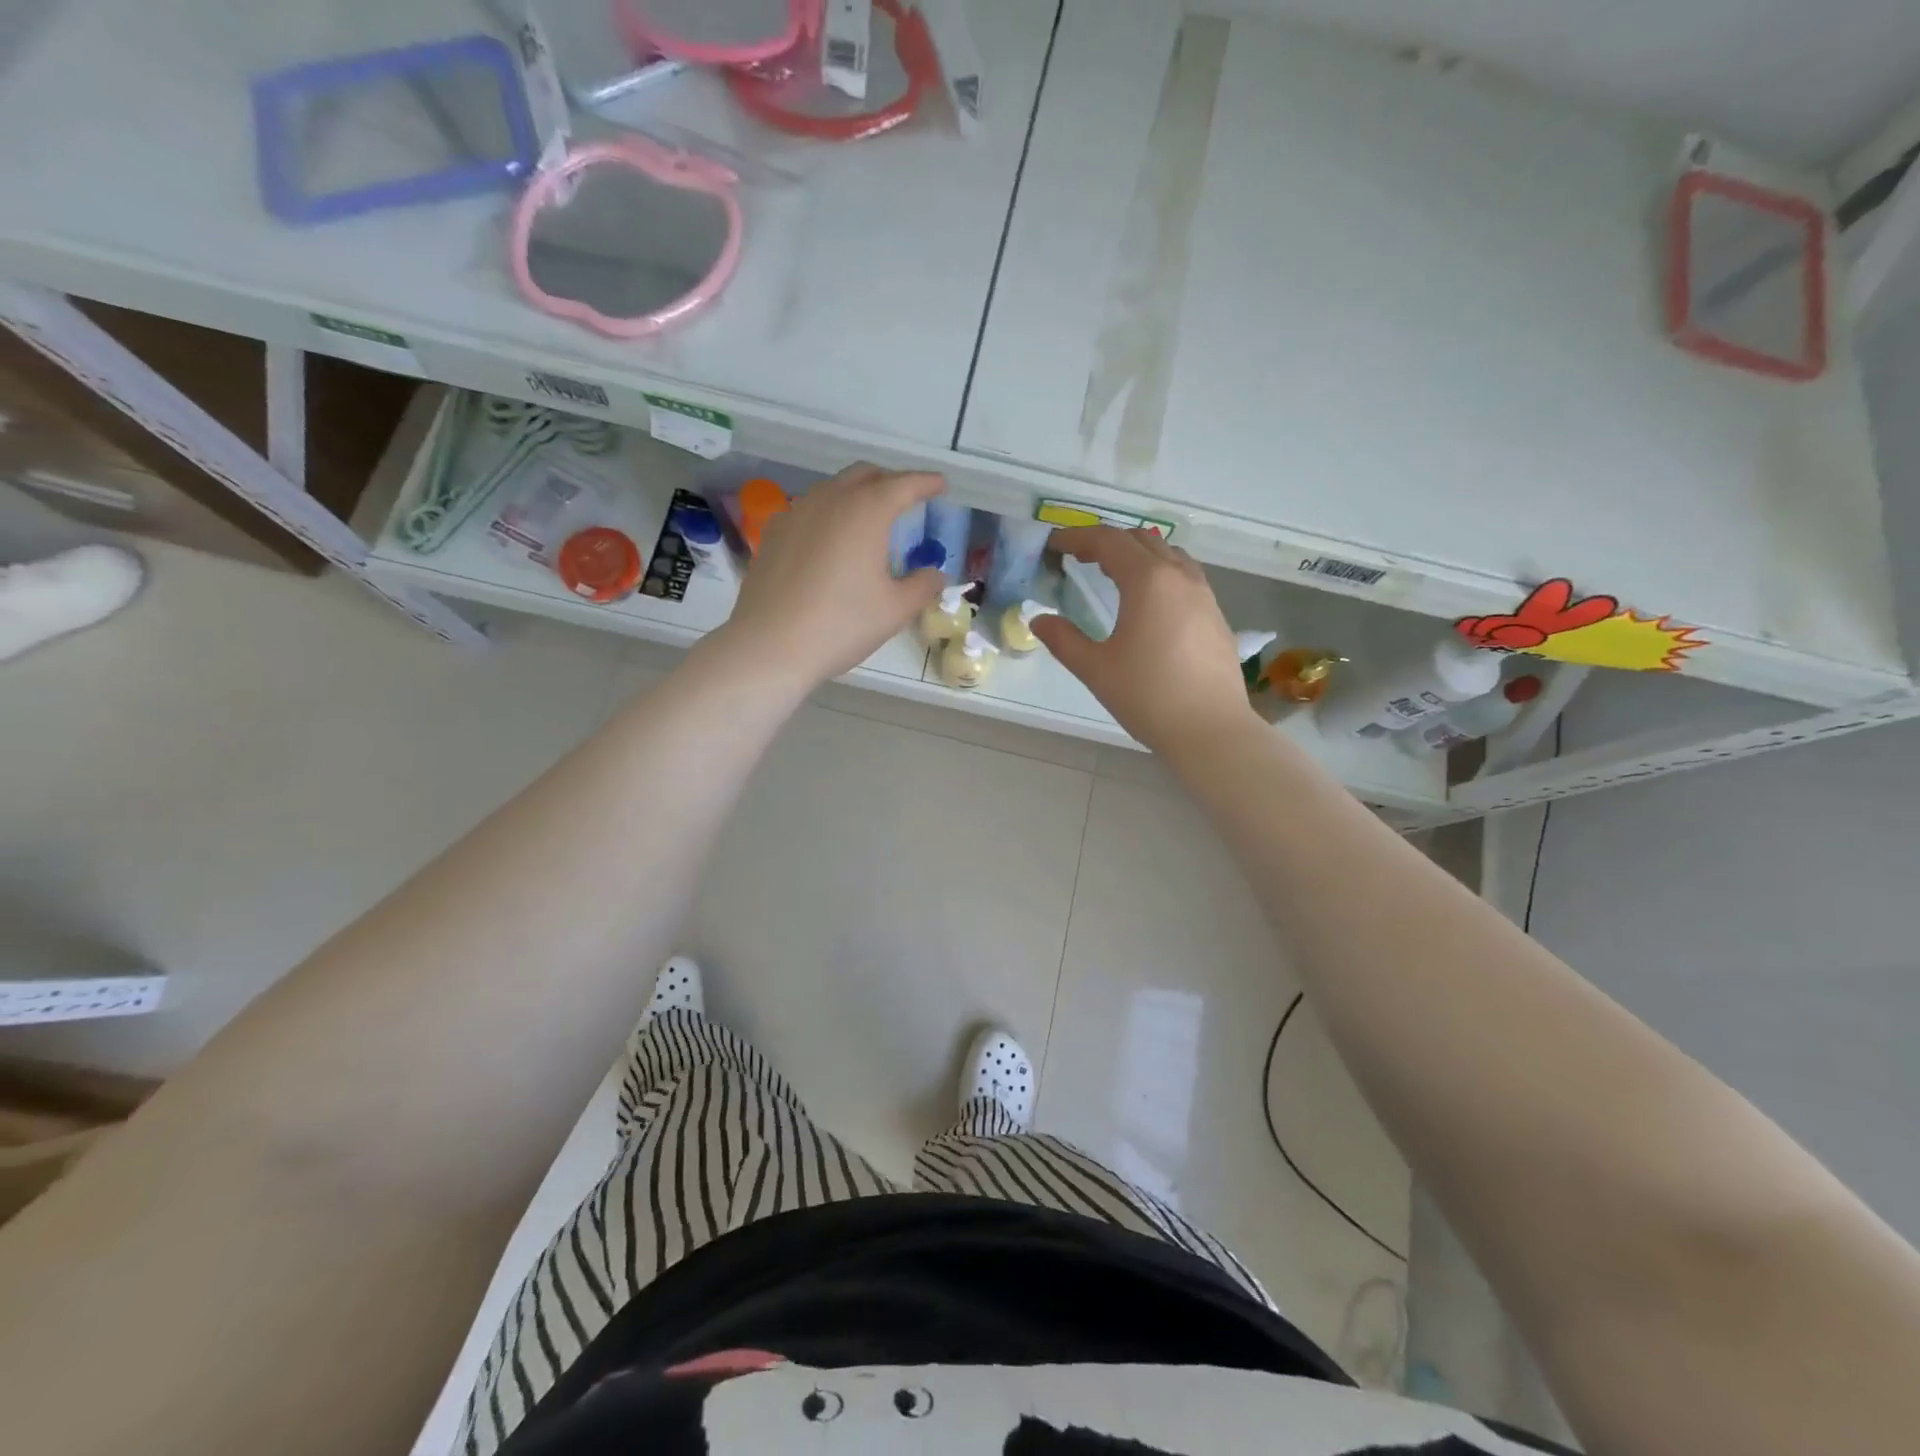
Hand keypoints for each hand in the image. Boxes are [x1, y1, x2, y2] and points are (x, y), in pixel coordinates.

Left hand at [717, 462, 945, 689]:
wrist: (770, 645)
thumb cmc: (841, 624)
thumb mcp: (895, 610)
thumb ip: (922, 586)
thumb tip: (935, 574)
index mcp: (866, 511)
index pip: (903, 485)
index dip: (925, 482)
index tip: (940, 484)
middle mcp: (830, 500)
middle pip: (865, 475)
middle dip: (890, 481)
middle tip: (908, 499)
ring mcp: (796, 513)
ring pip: (833, 489)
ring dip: (857, 495)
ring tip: (871, 519)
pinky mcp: (773, 533)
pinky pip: (809, 510)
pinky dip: (829, 514)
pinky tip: (831, 540)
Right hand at [1033, 527, 1259, 756]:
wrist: (1211, 730)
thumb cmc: (1148, 696)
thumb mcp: (1096, 669)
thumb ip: (1064, 640)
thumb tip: (1040, 620)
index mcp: (1148, 581)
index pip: (1108, 541)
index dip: (1077, 537)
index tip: (1053, 545)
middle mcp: (1179, 576)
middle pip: (1140, 539)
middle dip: (1106, 541)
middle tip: (1077, 557)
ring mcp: (1204, 594)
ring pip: (1167, 554)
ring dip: (1136, 553)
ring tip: (1112, 573)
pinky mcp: (1215, 615)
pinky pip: (1184, 575)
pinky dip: (1158, 572)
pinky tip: (1148, 600)